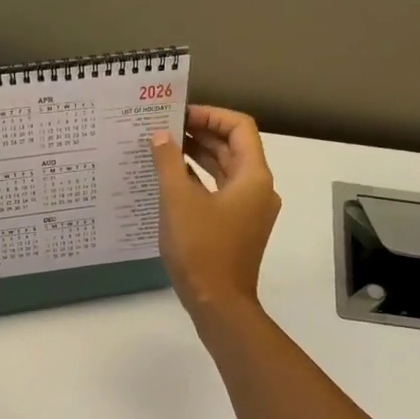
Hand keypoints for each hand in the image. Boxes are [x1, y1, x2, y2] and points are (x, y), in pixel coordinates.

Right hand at [148, 105, 280, 322]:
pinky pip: (221, 192)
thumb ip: (168, 162)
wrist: (218, 303)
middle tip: (166, 128)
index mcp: (254, 177)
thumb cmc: (201, 249)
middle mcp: (259, 189)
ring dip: (199, 157)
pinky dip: (201, 181)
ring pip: (227, 171)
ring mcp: (250, 211)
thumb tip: (161, 136)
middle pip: (234, 148)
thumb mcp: (178, 201)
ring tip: (165, 148)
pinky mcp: (238, 228)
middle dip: (201, 135)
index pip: (239, 127)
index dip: (210, 115)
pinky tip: (173, 180)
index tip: (179, 115)